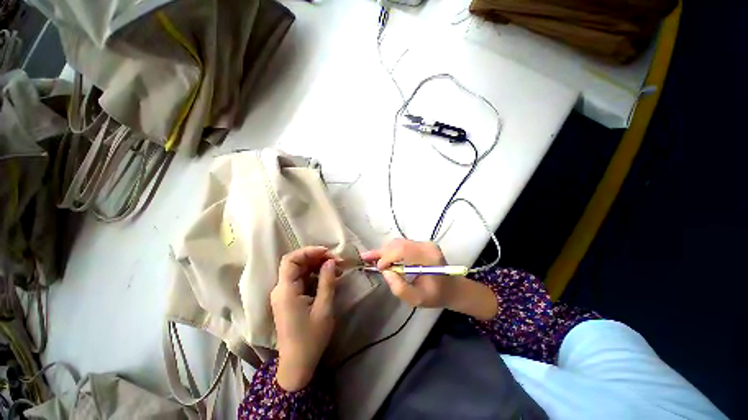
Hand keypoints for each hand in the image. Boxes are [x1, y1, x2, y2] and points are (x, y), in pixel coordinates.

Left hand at [271, 246, 338, 390]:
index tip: (327, 252)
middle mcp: (281, 289)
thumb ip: (327, 281)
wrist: (297, 364)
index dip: (309, 251)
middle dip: (317, 258)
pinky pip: (302, 280)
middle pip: (296, 263)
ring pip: (300, 270)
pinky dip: (315, 276)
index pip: (291, 260)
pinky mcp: (289, 299)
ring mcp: (284, 294)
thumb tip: (331, 261)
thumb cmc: (311, 338)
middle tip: (337, 261)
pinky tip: (329, 278)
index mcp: (286, 291)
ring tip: (337, 269)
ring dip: (318, 266)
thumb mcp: (324, 308)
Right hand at [361, 238, 459, 307]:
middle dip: (381, 252)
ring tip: (370, 257)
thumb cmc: (435, 295)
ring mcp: (425, 243)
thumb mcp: (416, 299)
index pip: (403, 250)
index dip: (387, 257)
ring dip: (384, 250)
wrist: (451, 287)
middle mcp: (426, 246)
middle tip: (365, 257)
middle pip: (399, 244)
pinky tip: (382, 256)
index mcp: (428, 258)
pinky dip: (391, 250)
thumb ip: (399, 287)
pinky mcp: (421, 244)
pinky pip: (402, 244)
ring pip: (398, 242)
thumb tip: (385, 271)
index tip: (379, 268)